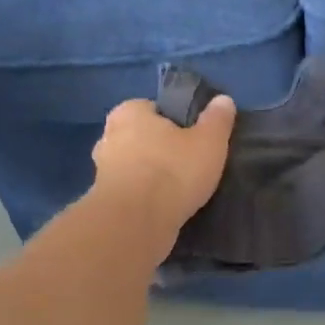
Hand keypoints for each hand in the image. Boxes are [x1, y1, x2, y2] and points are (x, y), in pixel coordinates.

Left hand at [92, 95, 236, 239]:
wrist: (136, 224)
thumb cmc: (172, 172)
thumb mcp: (208, 142)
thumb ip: (217, 119)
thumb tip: (223, 100)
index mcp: (128, 112)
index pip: (153, 108)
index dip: (174, 122)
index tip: (193, 139)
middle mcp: (108, 137)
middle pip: (141, 138)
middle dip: (160, 149)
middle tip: (188, 164)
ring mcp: (101, 171)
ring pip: (134, 167)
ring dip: (151, 176)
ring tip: (180, 190)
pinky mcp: (104, 201)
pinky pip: (130, 193)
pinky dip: (144, 198)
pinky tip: (165, 208)